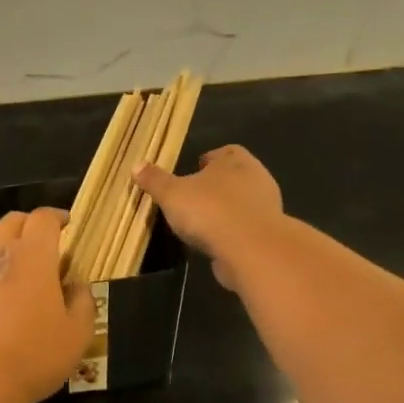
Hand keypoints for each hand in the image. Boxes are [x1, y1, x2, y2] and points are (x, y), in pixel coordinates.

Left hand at [0, 209, 96, 402]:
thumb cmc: (36, 355)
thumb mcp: (77, 334)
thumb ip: (82, 302)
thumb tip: (77, 286)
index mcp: (32, 256)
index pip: (42, 219)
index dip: (56, 217)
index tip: (66, 225)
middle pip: (11, 221)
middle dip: (29, 224)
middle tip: (42, 240)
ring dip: (0, 237)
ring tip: (12, 256)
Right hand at [132, 145, 285, 290]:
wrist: (250, 249)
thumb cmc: (209, 211)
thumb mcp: (172, 194)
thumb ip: (155, 180)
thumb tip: (136, 165)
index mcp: (235, 161)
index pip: (225, 152)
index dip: (209, 160)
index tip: (193, 171)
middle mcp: (256, 178)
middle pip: (235, 176)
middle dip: (216, 186)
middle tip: (194, 197)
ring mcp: (265, 207)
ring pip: (242, 203)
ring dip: (224, 210)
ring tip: (201, 223)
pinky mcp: (267, 234)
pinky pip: (245, 227)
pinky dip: (232, 232)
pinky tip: (215, 242)